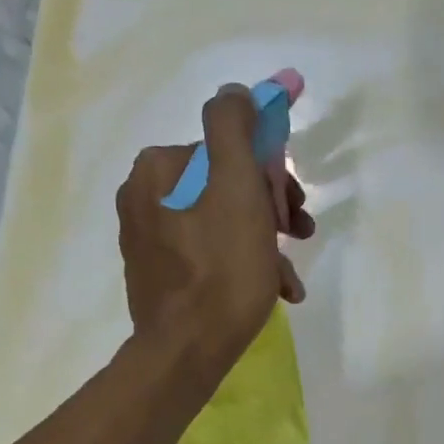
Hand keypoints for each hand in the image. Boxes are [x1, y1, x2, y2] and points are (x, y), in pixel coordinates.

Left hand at [117, 84, 313, 382]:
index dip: (270, 172)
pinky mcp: (159, 275)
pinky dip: (242, 265)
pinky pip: (208, 255)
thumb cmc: (221, 270)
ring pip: (221, 223)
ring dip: (263, 242)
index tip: (295, 204)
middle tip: (299, 233)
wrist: (187, 352)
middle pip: (225, 186)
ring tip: (288, 274)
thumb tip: (236, 92)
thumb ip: (235, 128)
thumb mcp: (238, 188)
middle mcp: (144, 196)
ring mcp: (149, 239)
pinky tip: (274, 289)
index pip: (228, 150)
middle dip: (269, 209)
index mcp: (159, 167)